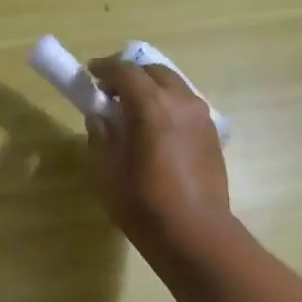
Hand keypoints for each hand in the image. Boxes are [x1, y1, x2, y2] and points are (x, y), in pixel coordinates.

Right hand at [85, 57, 231, 260]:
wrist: (194, 233)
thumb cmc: (143, 204)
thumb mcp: (107, 171)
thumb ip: (101, 136)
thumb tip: (100, 117)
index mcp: (152, 106)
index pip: (125, 72)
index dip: (104, 69)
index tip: (89, 73)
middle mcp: (181, 101)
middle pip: (153, 71)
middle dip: (130, 75)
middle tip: (110, 92)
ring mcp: (202, 116)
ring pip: (174, 85)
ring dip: (151, 88)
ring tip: (132, 110)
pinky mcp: (212, 134)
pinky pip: (186, 105)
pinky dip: (167, 104)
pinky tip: (155, 128)